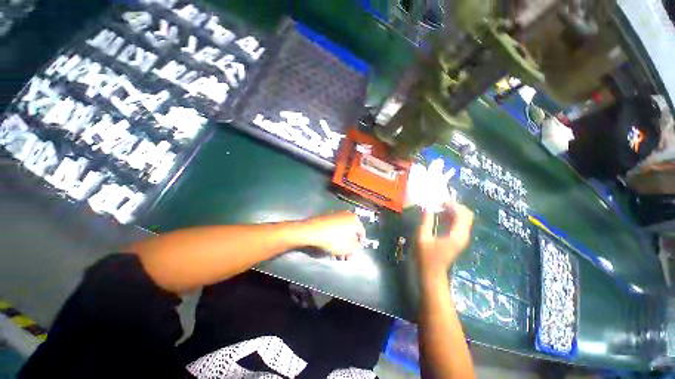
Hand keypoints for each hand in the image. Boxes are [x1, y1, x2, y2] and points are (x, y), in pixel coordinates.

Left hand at [303, 211, 365, 258]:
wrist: (311, 231)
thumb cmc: (332, 239)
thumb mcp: (348, 248)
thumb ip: (355, 247)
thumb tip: (356, 245)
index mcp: (354, 219)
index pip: (361, 232)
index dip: (359, 243)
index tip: (356, 250)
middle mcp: (345, 214)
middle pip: (350, 232)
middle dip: (348, 245)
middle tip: (345, 255)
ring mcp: (334, 214)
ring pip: (340, 231)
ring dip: (340, 242)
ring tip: (336, 254)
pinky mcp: (325, 217)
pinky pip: (332, 228)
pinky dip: (332, 236)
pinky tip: (328, 246)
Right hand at [417, 202, 473, 279]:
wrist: (432, 273)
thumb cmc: (425, 256)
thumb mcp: (422, 237)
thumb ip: (426, 221)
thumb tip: (427, 207)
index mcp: (456, 235)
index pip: (462, 214)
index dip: (452, 205)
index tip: (439, 202)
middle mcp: (463, 235)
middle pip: (466, 214)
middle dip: (454, 206)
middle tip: (439, 204)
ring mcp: (462, 238)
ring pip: (464, 218)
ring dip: (452, 211)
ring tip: (437, 209)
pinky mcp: (458, 239)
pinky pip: (459, 224)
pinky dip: (451, 217)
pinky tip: (439, 218)